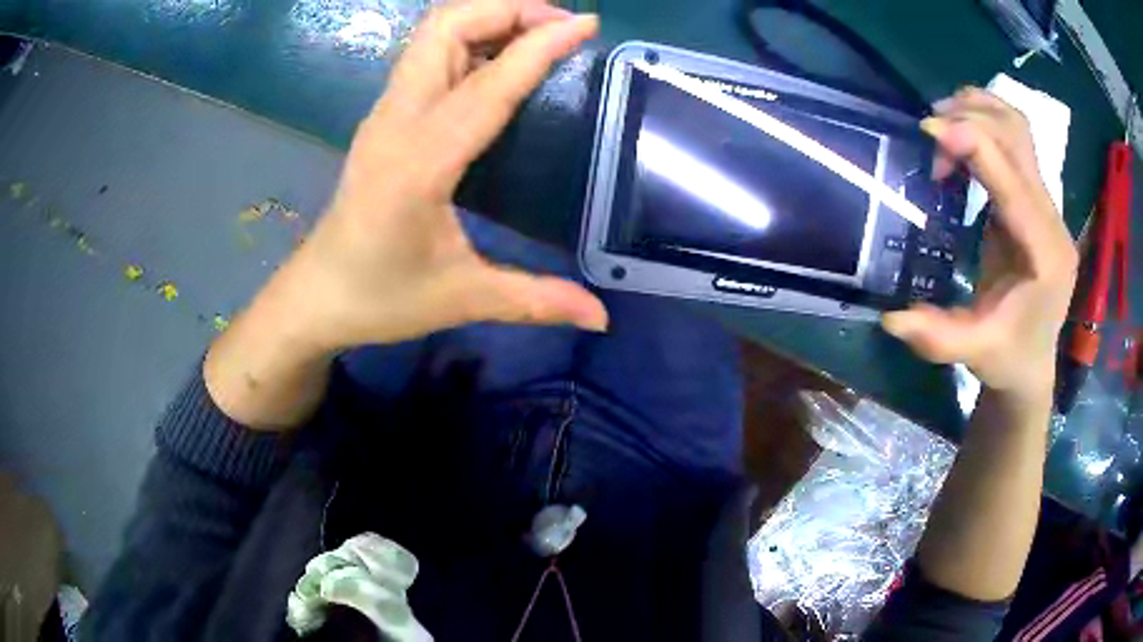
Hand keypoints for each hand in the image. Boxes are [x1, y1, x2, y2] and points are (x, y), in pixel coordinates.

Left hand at [279, 0, 606, 351]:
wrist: (315, 295)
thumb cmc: (379, 297)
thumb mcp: (460, 300)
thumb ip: (534, 299)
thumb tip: (602, 316)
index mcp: (420, 162)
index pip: (488, 83)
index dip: (540, 45)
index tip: (587, 25)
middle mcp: (398, 120)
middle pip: (445, 28)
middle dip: (507, 10)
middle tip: (561, 26)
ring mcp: (385, 112)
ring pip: (432, 33)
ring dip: (486, 18)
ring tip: (536, 33)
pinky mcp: (383, 116)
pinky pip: (426, 54)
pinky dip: (467, 37)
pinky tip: (497, 59)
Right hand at [881, 88, 1077, 401]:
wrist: (1033, 361)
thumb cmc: (1009, 358)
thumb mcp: (974, 353)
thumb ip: (938, 338)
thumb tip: (891, 317)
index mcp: (1043, 254)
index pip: (1014, 180)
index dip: (974, 143)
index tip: (928, 130)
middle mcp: (1051, 220)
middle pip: (1018, 137)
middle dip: (971, 120)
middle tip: (930, 136)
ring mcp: (1047, 206)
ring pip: (1018, 128)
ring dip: (979, 110)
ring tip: (942, 125)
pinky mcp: (1035, 199)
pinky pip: (1014, 140)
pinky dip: (985, 122)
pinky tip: (961, 136)